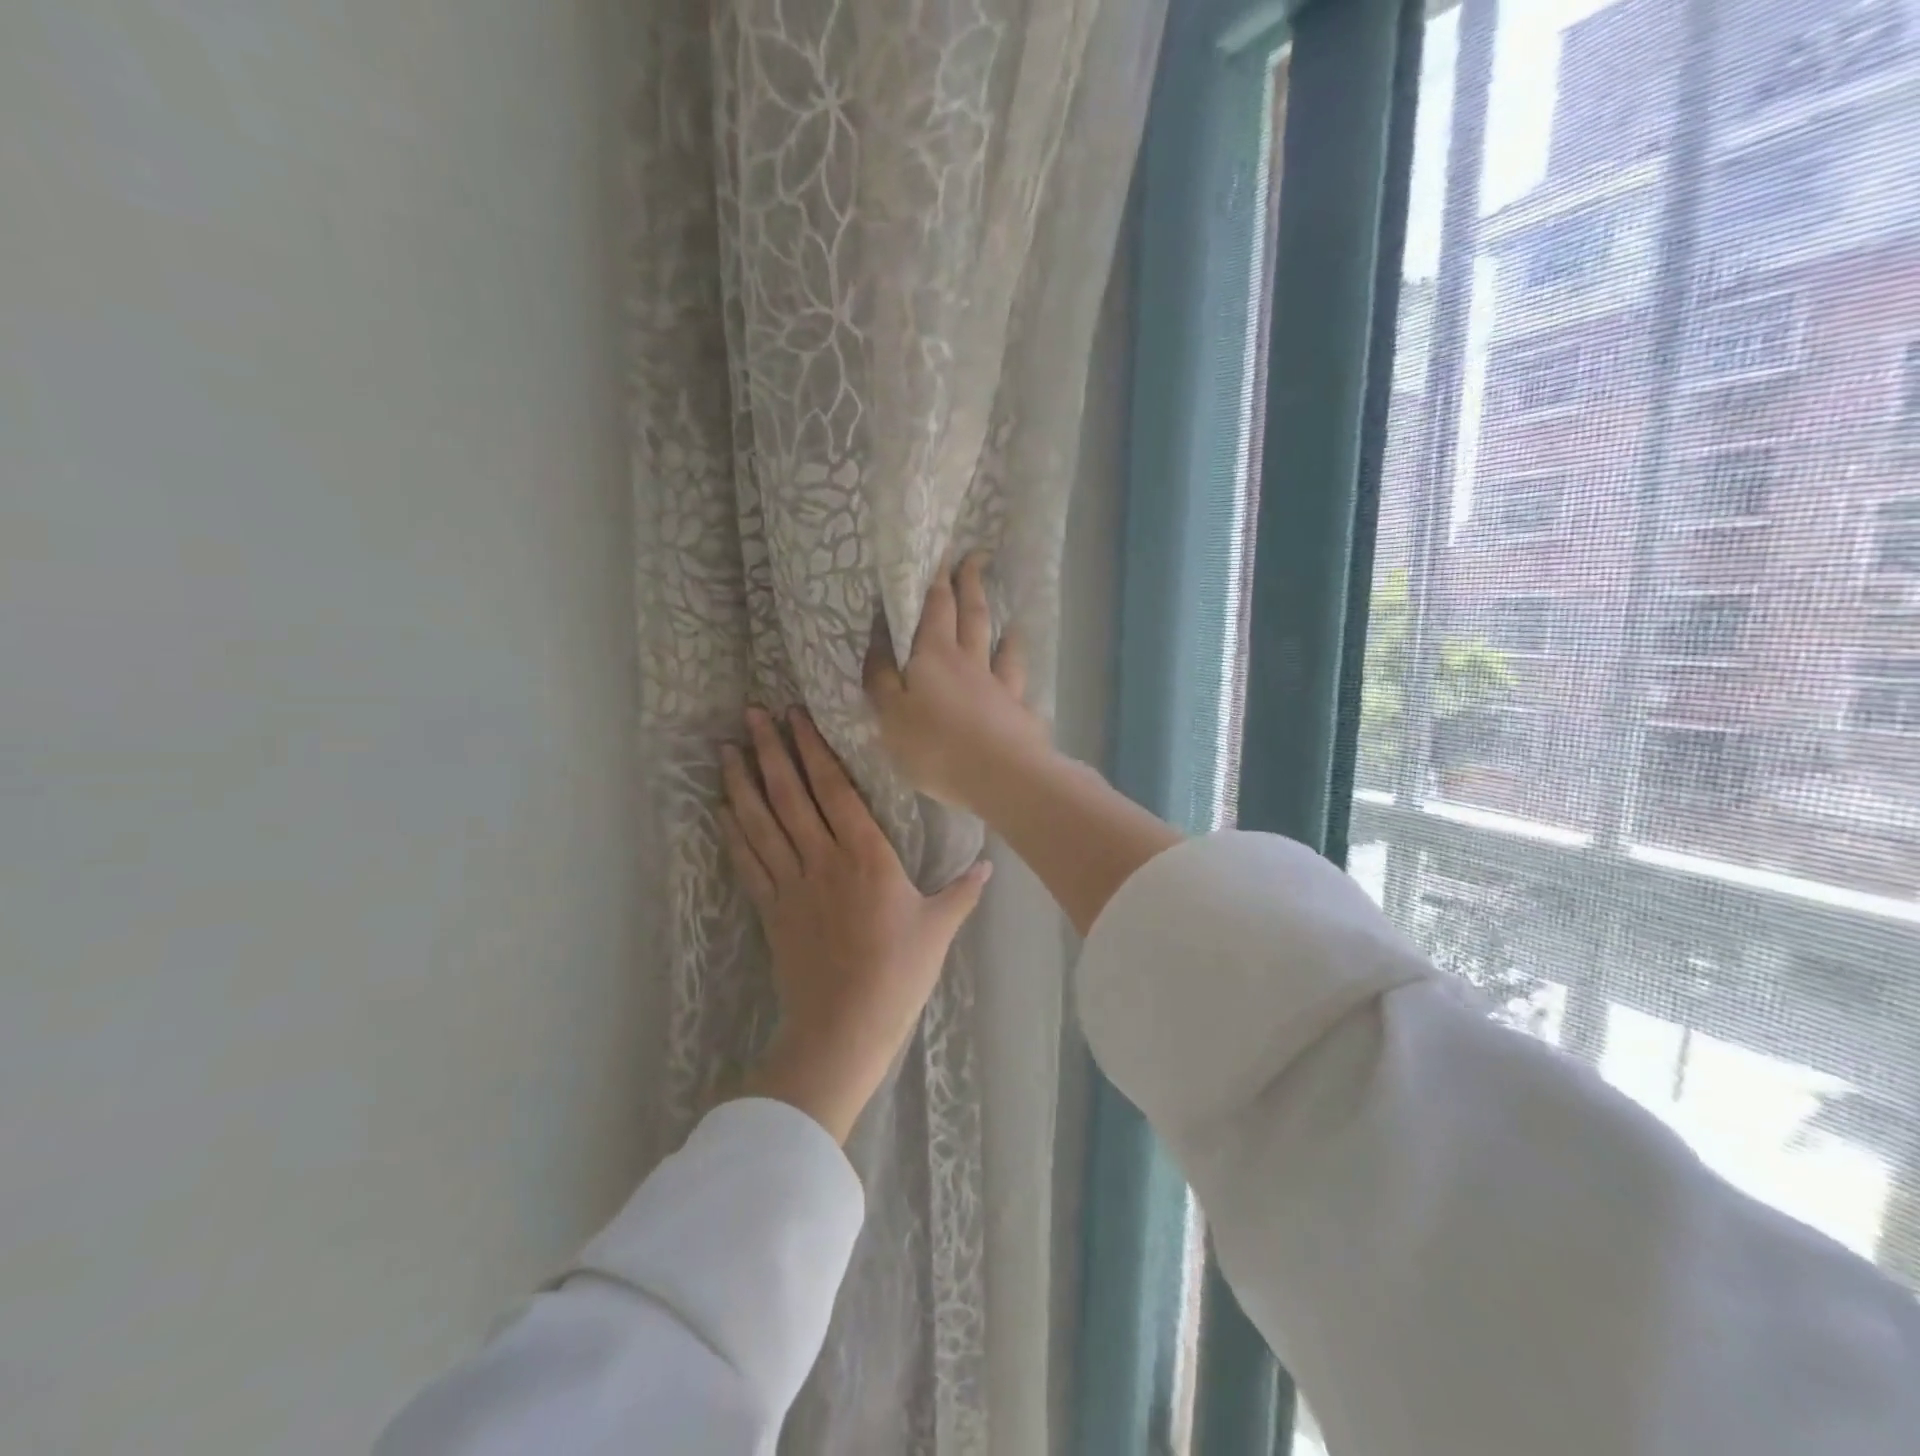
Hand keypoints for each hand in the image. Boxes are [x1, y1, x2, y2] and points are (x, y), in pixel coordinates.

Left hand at [720, 706, 990, 1142]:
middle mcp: (823, 859)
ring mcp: (791, 883)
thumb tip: (990, 865)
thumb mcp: (939, 928)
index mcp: (867, 856)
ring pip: (762, 822)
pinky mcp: (771, 909)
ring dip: (743, 783)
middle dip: (771, 751)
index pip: (835, 790)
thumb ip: (962, 891)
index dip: (814, 750)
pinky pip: (748, 862)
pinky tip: (722, 809)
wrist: (845, 1026)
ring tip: (726, 749)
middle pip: (791, 795)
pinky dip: (733, 833)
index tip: (796, 718)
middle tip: (751, 714)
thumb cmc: (898, 974)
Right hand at [864, 553, 1048, 813]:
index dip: (939, 580)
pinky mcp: (1019, 714)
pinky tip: (1022, 681)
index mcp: (935, 656)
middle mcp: (971, 663)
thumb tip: (878, 646)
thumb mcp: (890, 714)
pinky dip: (1019, 677)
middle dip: (971, 586)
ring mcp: (1000, 687)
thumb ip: (881, 680)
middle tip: (976, 560)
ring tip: (1009, 621)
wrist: (1001, 776)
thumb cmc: (935, 746)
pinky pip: (1019, 687)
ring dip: (1003, 631)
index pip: (937, 608)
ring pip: (1002, 649)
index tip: (946, 553)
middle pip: (973, 617)